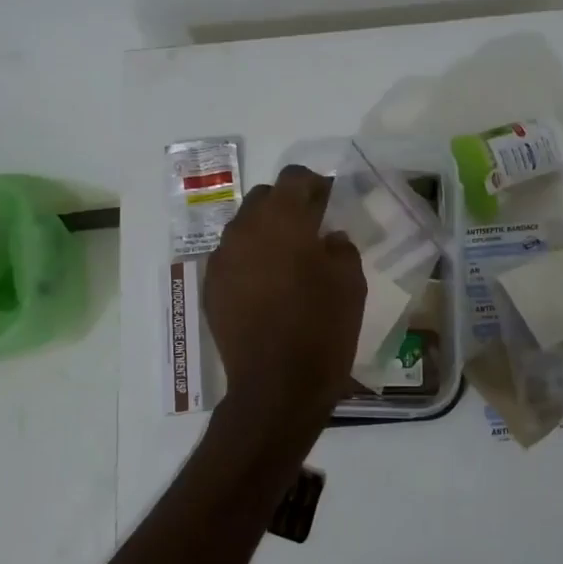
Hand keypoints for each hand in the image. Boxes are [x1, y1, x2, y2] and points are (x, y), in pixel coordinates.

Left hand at [204, 165, 366, 433]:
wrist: (277, 386)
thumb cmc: (322, 327)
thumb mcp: (351, 282)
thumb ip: (340, 247)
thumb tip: (328, 238)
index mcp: (282, 219)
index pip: (294, 177)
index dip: (314, 184)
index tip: (329, 202)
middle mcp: (245, 229)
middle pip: (263, 198)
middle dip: (286, 205)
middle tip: (310, 230)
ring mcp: (222, 259)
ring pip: (244, 227)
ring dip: (266, 233)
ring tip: (287, 261)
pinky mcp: (212, 287)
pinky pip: (231, 258)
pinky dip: (249, 260)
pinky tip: (267, 287)